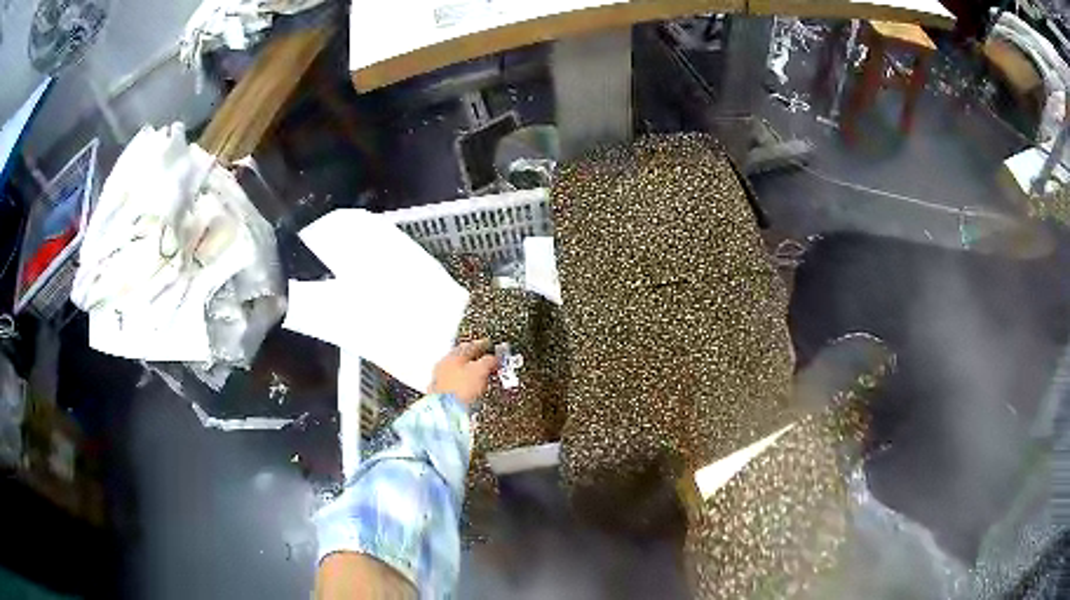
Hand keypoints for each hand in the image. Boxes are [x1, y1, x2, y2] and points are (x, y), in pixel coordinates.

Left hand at [429, 339, 498, 404]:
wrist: (445, 413)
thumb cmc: (461, 390)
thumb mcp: (481, 370)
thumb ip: (489, 361)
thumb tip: (494, 358)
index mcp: (453, 355)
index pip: (471, 345)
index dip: (484, 346)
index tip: (492, 347)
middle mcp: (444, 365)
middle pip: (463, 358)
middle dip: (477, 359)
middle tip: (489, 361)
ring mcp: (440, 380)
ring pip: (459, 372)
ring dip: (470, 373)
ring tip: (482, 377)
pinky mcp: (440, 395)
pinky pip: (456, 386)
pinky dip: (465, 385)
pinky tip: (471, 390)